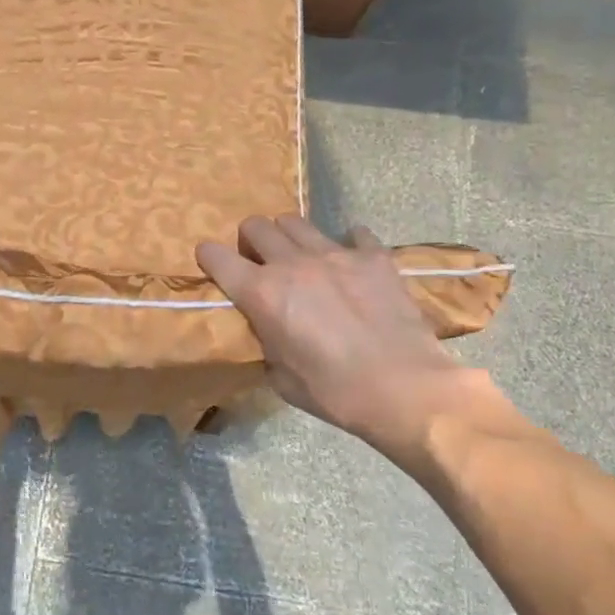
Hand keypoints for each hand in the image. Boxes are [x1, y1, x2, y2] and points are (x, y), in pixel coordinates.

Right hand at [197, 215, 489, 462]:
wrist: (405, 390)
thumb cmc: (335, 393)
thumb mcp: (281, 377)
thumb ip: (266, 341)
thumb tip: (268, 330)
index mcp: (262, 293)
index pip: (216, 256)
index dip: (208, 257)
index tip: (212, 264)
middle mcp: (292, 263)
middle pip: (256, 226)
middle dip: (251, 241)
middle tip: (261, 262)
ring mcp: (335, 254)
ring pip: (296, 222)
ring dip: (290, 237)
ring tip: (302, 258)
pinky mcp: (374, 257)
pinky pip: (354, 234)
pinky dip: (348, 245)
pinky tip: (352, 264)